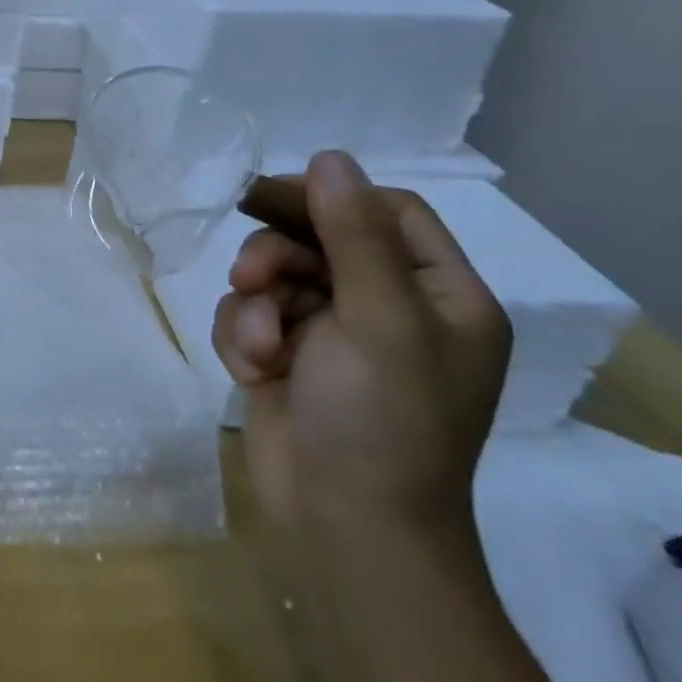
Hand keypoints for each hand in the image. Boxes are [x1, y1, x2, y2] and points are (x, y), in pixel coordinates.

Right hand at [211, 150, 511, 533]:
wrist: (344, 525)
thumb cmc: (381, 420)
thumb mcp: (378, 318)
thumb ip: (353, 233)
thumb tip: (330, 156)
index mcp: (438, 295)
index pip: (387, 212)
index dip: (329, 198)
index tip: (270, 197)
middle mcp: (389, 308)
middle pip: (318, 239)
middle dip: (276, 257)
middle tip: (251, 278)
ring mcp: (334, 334)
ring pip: (274, 277)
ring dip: (255, 306)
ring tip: (259, 346)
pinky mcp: (288, 356)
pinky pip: (251, 315)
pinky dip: (243, 336)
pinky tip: (252, 370)